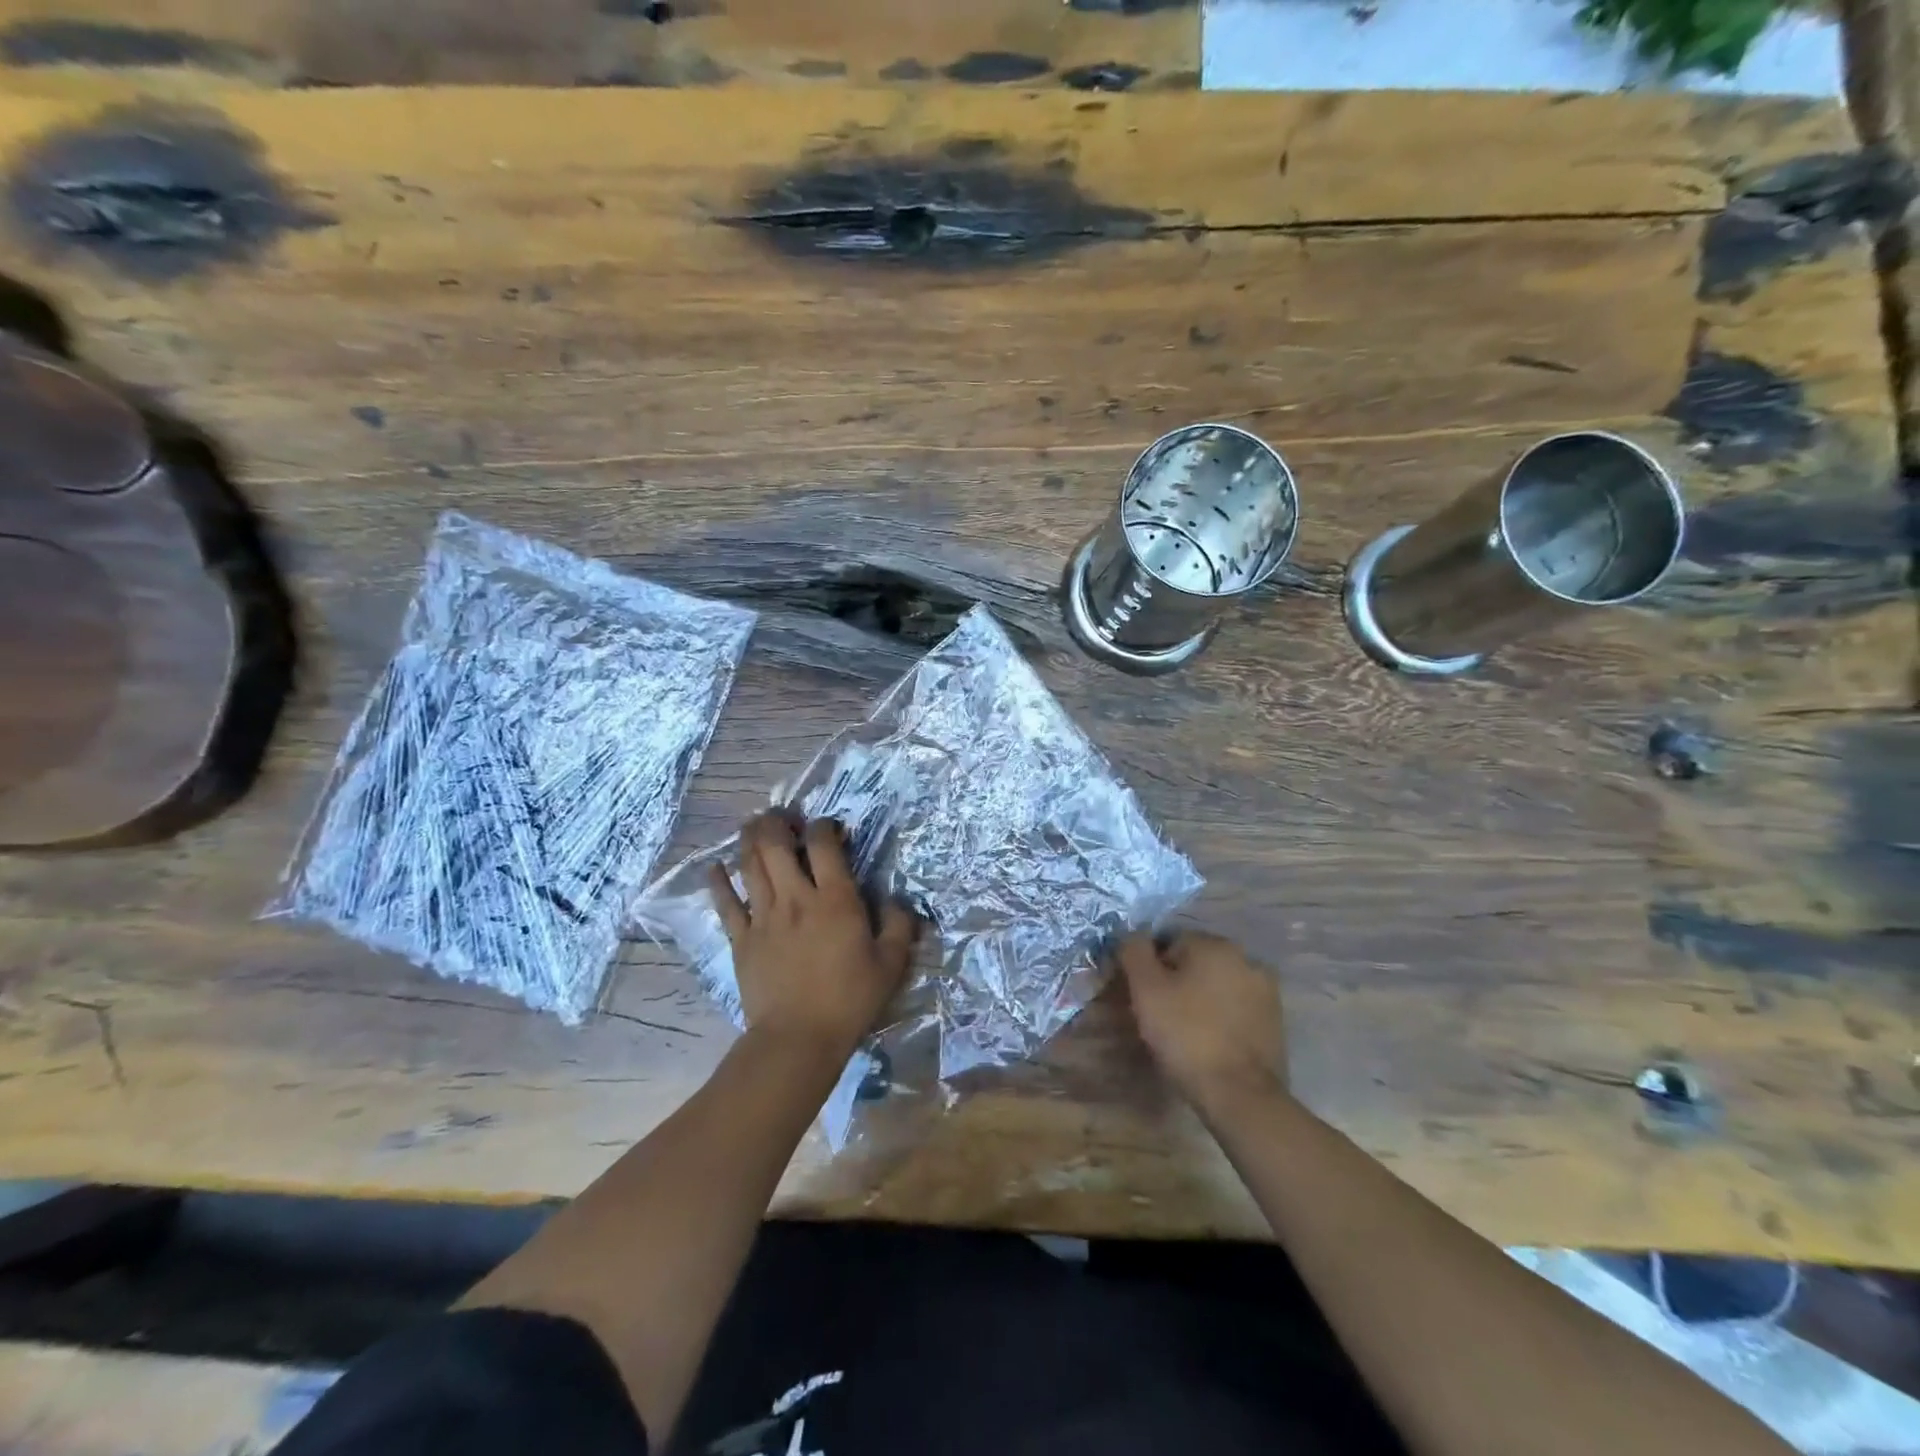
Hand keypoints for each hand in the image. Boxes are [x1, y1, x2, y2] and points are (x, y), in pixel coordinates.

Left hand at [710, 812, 918, 1056]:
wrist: (798, 1038)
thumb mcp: (891, 964)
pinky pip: (725, 903)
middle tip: (781, 816)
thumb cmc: (849, 999)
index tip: (829, 828)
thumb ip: (899, 925)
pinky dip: (718, 881)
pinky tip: (715, 867)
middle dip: (776, 822)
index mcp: (835, 899)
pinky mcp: (741, 938)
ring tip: (753, 827)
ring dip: (749, 840)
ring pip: (750, 865)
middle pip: (775, 844)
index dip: (824, 826)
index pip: (823, 844)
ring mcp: (763, 916)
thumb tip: (898, 900)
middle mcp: (796, 897)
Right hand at [1115, 931, 1286, 1110]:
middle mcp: (1245, 956)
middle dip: (1177, 981)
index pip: (1169, 941)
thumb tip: (1133, 935)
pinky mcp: (1275, 1019)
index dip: (1150, 969)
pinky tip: (1210, 1041)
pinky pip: (1236, 1006)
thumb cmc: (1187, 1036)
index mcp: (1214, 944)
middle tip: (1161, 1016)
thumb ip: (1134, 951)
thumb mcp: (1146, 989)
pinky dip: (1221, 1016)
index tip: (1144, 998)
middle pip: (1195, 961)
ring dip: (1200, 998)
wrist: (1240, 1095)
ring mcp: (1265, 989)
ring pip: (1217, 984)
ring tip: (1185, 1032)